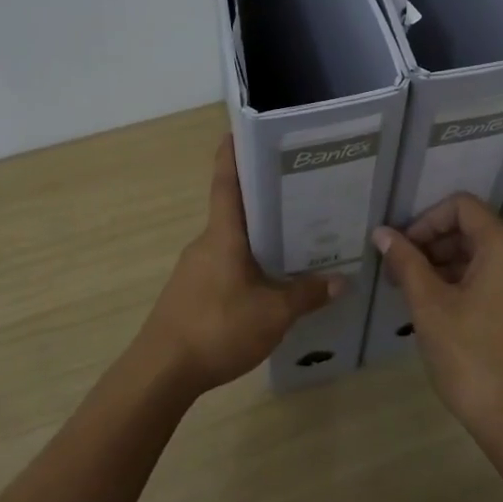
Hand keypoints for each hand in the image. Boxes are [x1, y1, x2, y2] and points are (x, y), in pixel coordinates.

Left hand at [137, 136, 343, 394]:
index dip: (232, 153)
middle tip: (302, 193)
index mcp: (223, 236)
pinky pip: (225, 265)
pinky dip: (248, 263)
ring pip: (232, 242)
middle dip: (265, 200)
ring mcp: (195, 268)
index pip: (226, 182)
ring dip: (259, 237)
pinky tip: (270, 282)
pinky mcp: (192, 292)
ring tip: (297, 239)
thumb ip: (307, 295)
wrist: (161, 372)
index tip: (242, 129)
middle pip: (236, 211)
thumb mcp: (273, 314)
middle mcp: (206, 243)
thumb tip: (341, 280)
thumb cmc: (217, 329)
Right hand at [372, 195, 502, 441]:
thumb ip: (406, 262)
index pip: (461, 206)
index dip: (425, 221)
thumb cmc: (472, 358)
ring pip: (487, 253)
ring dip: (449, 263)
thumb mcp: (430, 306)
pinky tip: (441, 307)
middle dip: (434, 244)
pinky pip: (501, 275)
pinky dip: (470, 280)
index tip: (400, 250)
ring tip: (414, 292)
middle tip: (400, 273)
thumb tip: (382, 233)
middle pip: (475, 227)